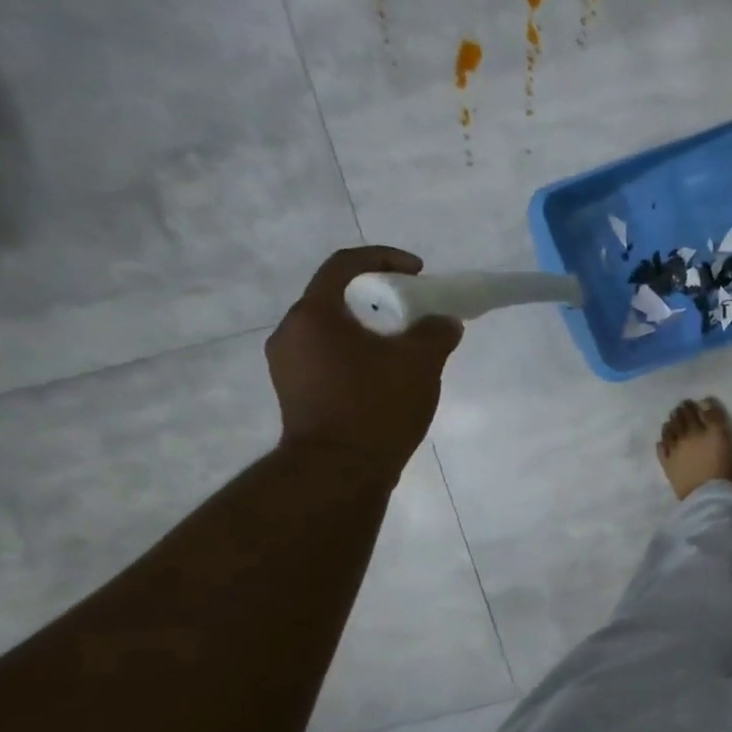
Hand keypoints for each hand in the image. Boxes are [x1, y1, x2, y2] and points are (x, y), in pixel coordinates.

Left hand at [267, 247, 462, 485]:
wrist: (339, 472)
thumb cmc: (376, 407)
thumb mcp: (420, 363)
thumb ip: (436, 333)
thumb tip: (444, 322)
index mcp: (314, 315)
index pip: (345, 264)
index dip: (384, 258)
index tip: (418, 273)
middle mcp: (291, 333)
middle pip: (337, 298)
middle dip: (380, 298)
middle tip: (415, 312)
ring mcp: (288, 366)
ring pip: (334, 330)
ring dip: (370, 329)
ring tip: (406, 347)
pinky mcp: (296, 393)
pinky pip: (330, 357)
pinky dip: (359, 354)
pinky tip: (387, 376)